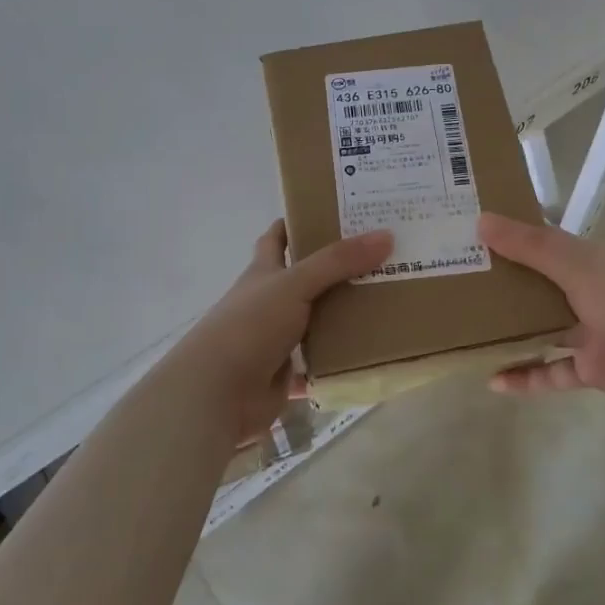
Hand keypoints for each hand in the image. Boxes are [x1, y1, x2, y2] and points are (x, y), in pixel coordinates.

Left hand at [163, 222, 392, 444]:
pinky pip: (319, 364)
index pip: (278, 237)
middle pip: (305, 279)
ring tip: (387, 300)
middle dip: (337, 269)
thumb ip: (338, 262)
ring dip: (343, 315)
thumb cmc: (250, 325)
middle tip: (382, 256)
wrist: (217, 393)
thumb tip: (386, 235)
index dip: (299, 222)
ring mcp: (276, 339)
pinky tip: (371, 353)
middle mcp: (268, 302)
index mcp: (263, 272)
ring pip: (316, 321)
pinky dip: (340, 361)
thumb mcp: (294, 284)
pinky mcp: (285, 374)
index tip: (335, 212)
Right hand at [478, 212, 604, 418]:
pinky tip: (494, 382)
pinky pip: (551, 372)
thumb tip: (481, 221)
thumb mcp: (575, 266)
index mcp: (586, 262)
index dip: (511, 238)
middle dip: (505, 287)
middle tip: (460, 286)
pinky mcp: (590, 370)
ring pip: (542, 330)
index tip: (472, 237)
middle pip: (539, 287)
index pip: (543, 244)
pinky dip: (526, 377)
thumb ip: (529, 246)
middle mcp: (586, 292)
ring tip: (470, 333)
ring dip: (511, 333)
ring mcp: (589, 333)